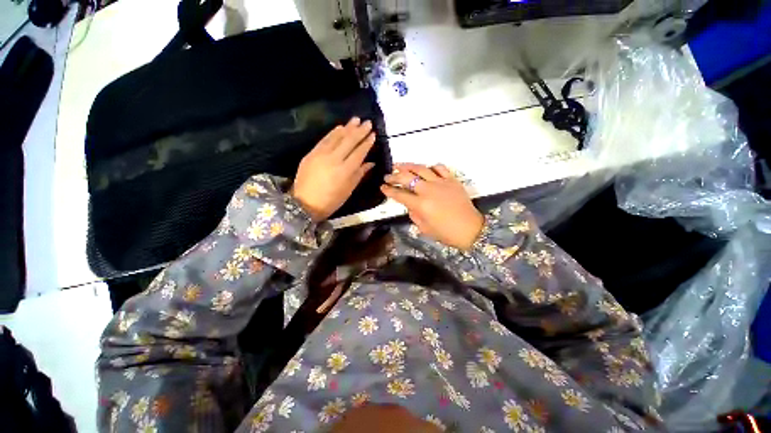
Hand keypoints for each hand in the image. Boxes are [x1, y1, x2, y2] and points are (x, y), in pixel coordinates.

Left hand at [292, 118, 375, 221]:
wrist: (305, 203)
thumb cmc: (331, 200)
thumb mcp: (348, 190)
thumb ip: (359, 174)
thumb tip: (370, 163)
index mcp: (345, 171)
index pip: (359, 152)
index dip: (367, 142)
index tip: (373, 134)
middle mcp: (334, 159)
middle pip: (349, 141)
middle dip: (360, 131)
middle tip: (368, 122)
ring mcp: (321, 154)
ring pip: (337, 137)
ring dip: (347, 127)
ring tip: (356, 119)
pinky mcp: (312, 153)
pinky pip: (324, 139)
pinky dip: (333, 132)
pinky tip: (340, 127)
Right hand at [382, 163, 483, 250]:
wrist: (470, 229)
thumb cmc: (445, 233)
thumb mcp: (424, 228)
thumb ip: (414, 214)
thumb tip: (410, 204)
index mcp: (420, 205)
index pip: (399, 194)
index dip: (389, 191)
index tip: (382, 187)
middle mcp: (428, 190)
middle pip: (406, 178)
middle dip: (394, 176)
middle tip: (387, 177)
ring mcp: (441, 183)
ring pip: (421, 169)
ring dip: (408, 166)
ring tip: (399, 165)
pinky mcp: (451, 180)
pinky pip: (440, 168)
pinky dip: (431, 167)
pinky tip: (426, 169)